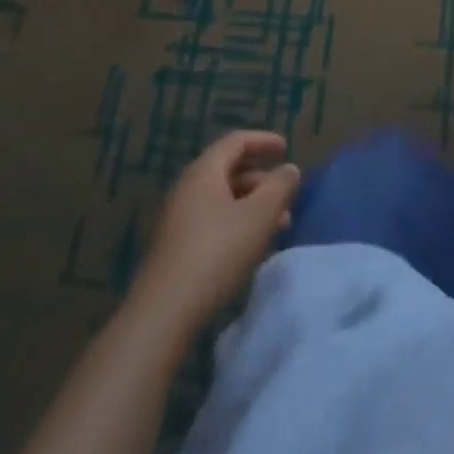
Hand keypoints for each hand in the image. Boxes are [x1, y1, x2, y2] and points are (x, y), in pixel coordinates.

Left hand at [129, 131, 301, 332]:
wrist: (164, 313)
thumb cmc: (217, 253)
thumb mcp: (260, 216)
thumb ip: (280, 186)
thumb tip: (289, 169)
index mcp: (204, 172)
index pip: (236, 142)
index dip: (263, 140)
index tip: (286, 148)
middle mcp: (186, 189)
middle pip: (229, 170)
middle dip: (262, 180)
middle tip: (287, 195)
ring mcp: (177, 219)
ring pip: (222, 199)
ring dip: (252, 205)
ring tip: (279, 226)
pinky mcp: (175, 247)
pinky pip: (212, 220)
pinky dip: (237, 223)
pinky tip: (252, 247)